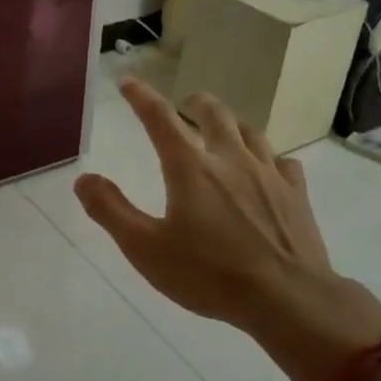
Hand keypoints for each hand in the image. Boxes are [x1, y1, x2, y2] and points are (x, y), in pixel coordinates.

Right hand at [74, 80, 380, 380]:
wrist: (288, 299)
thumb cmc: (209, 274)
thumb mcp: (145, 248)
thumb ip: (111, 210)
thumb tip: (84, 178)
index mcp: (190, 168)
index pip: (160, 118)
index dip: (141, 97)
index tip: (128, 82)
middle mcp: (230, 159)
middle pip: (214, 114)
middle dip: (195, 103)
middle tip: (185, 104)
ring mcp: (269, 175)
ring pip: (250, 132)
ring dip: (231, 123)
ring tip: (224, 127)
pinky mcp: (296, 195)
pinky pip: (284, 163)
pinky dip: (269, 158)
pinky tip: (269, 168)